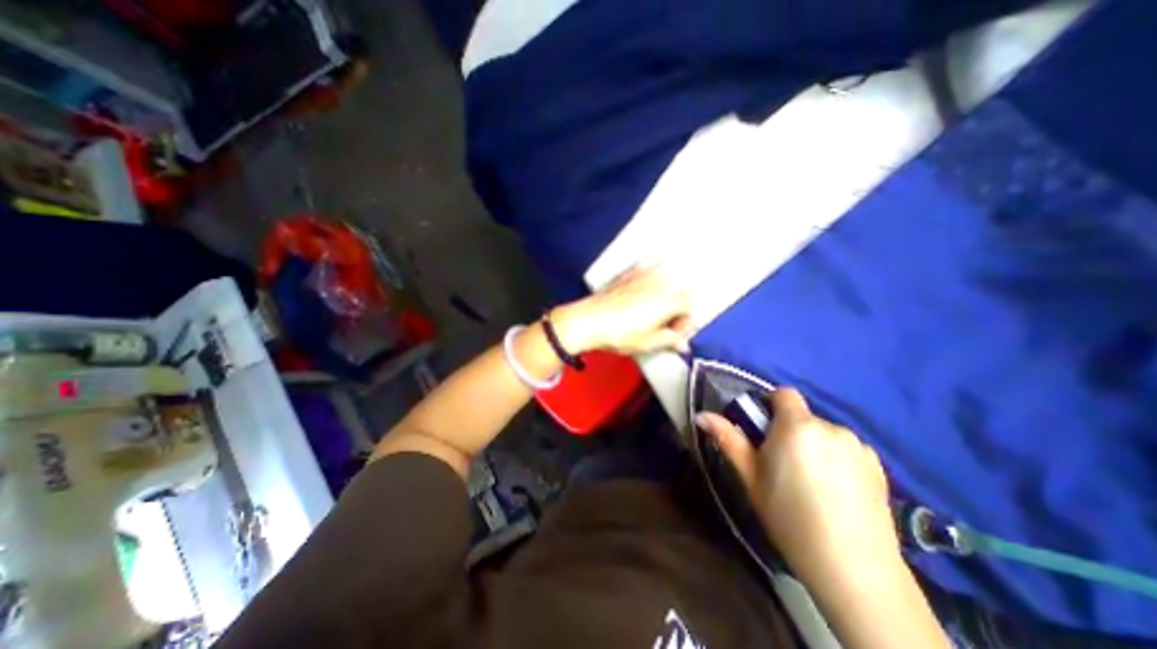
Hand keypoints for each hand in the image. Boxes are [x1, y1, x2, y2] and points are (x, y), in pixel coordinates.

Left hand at [552, 264, 690, 354]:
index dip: (682, 325)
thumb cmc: (619, 333)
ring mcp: (644, 273)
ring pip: (666, 278)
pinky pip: (648, 268)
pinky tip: (643, 287)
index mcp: (671, 299)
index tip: (673, 336)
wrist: (589, 320)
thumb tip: (682, 345)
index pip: (687, 309)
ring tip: (655, 309)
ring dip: (666, 291)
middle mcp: (661, 282)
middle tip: (664, 325)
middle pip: (679, 292)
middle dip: (675, 309)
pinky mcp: (629, 272)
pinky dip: (651, 275)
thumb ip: (670, 341)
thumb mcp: (649, 342)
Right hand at [690, 390, 897, 581]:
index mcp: (797, 426)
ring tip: (812, 481)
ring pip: (825, 434)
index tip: (763, 429)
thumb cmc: (788, 516)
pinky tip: (837, 492)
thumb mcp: (750, 477)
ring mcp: (858, 446)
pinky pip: (847, 450)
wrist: (853, 569)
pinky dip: (837, 459)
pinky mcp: (879, 466)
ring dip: (814, 445)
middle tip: (782, 464)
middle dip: (790, 431)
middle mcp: (830, 427)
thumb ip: (728, 439)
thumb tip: (701, 415)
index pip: (784, 394)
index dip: (770, 404)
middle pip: (803, 416)